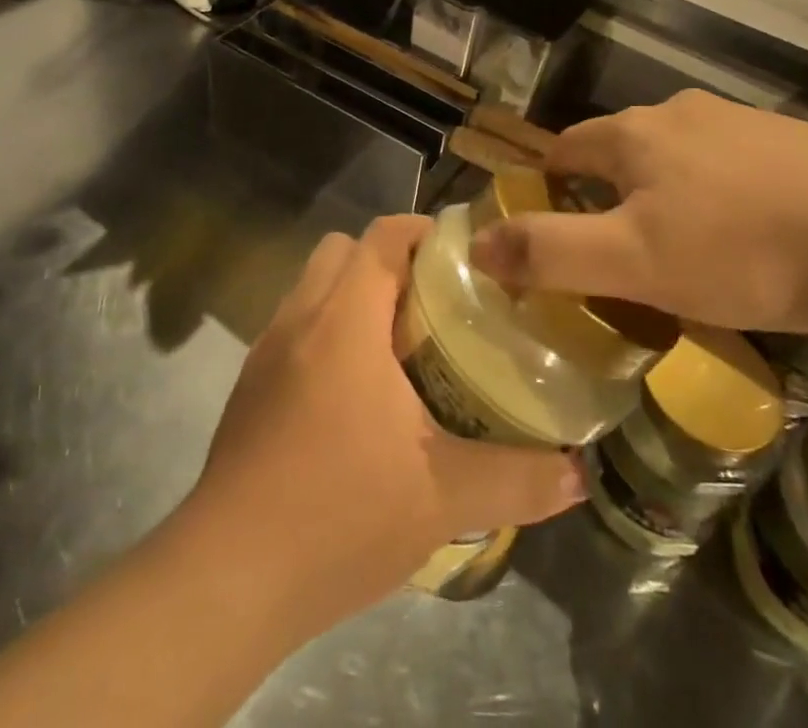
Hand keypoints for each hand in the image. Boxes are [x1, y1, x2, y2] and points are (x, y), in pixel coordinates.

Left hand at [189, 214, 583, 632]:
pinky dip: (329, 332)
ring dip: (356, 296)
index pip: (383, 235)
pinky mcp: (249, 385)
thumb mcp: (443, 499)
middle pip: (344, 249)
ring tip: (403, 347)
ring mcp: (267, 350)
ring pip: (315, 286)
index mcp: (345, 319)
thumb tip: (579, 472)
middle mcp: (300, 317)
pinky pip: (296, 326)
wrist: (228, 578)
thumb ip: (518, 478)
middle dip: (390, 261)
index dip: (425, 230)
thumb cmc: (339, 515)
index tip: (467, 257)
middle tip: (438, 304)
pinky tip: (357, 394)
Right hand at [470, 90, 807, 336]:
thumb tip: (477, 245)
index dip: (547, 186)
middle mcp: (681, 113)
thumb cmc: (742, 250)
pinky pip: (728, 167)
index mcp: (634, 133)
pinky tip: (744, 236)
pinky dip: (716, 195)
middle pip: (620, 150)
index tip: (549, 229)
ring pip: (677, 157)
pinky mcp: (792, 143)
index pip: (565, 149)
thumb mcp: (633, 262)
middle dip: (606, 193)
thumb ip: (549, 252)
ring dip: (663, 193)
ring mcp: (741, 122)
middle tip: (614, 252)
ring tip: (679, 250)